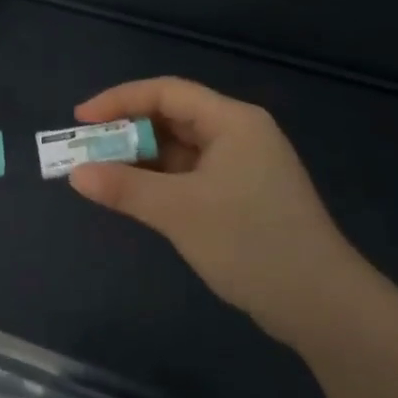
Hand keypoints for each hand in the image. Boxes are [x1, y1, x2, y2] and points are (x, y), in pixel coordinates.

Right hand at [67, 78, 363, 350]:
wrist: (321, 305)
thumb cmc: (251, 243)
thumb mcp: (180, 212)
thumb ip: (125, 189)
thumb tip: (76, 174)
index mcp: (232, 121)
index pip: (167, 92)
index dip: (120, 100)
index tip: (81, 119)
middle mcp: (239, 134)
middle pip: (173, 118)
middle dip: (127, 131)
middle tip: (86, 150)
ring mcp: (243, 166)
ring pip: (181, 149)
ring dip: (142, 159)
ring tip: (101, 173)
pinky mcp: (243, 196)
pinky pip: (191, 175)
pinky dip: (161, 181)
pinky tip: (135, 196)